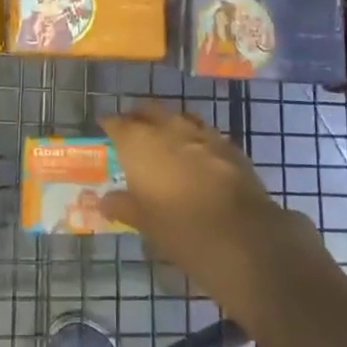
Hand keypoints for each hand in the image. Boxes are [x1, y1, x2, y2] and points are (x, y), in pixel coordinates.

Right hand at [99, 105, 324, 308]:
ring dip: (168, 124)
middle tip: (132, 131)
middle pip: (149, 111)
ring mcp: (201, 133)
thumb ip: (123, 205)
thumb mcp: (144, 222)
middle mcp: (168, 128)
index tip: (105, 128)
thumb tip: (105, 200)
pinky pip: (204, 133)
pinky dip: (194, 139)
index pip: (117, 123)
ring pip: (178, 117)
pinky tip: (196, 156)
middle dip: (139, 118)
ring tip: (164, 141)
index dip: (110, 124)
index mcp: (140, 142)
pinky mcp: (228, 144)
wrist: (241, 235)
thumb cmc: (180, 228)